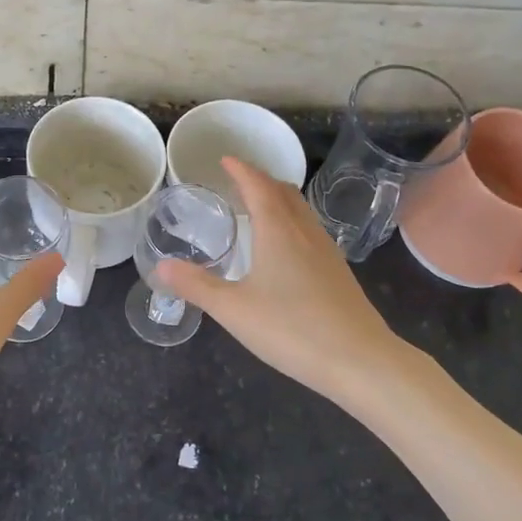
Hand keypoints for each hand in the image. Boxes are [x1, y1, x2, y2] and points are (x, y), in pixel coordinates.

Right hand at [156, 157, 409, 406]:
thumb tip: (161, 267)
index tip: (225, 160)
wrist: (360, 360)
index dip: (241, 170)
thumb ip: (197, 286)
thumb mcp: (234, 310)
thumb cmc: (292, 329)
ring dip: (278, 201)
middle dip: (260, 181)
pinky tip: (285, 250)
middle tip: (238, 183)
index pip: (258, 185)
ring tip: (258, 210)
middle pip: (284, 192)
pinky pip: (310, 232)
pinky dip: (291, 224)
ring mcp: (327, 251)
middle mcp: (305, 232)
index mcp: (278, 230)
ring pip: (301, 211)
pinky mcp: (338, 273)